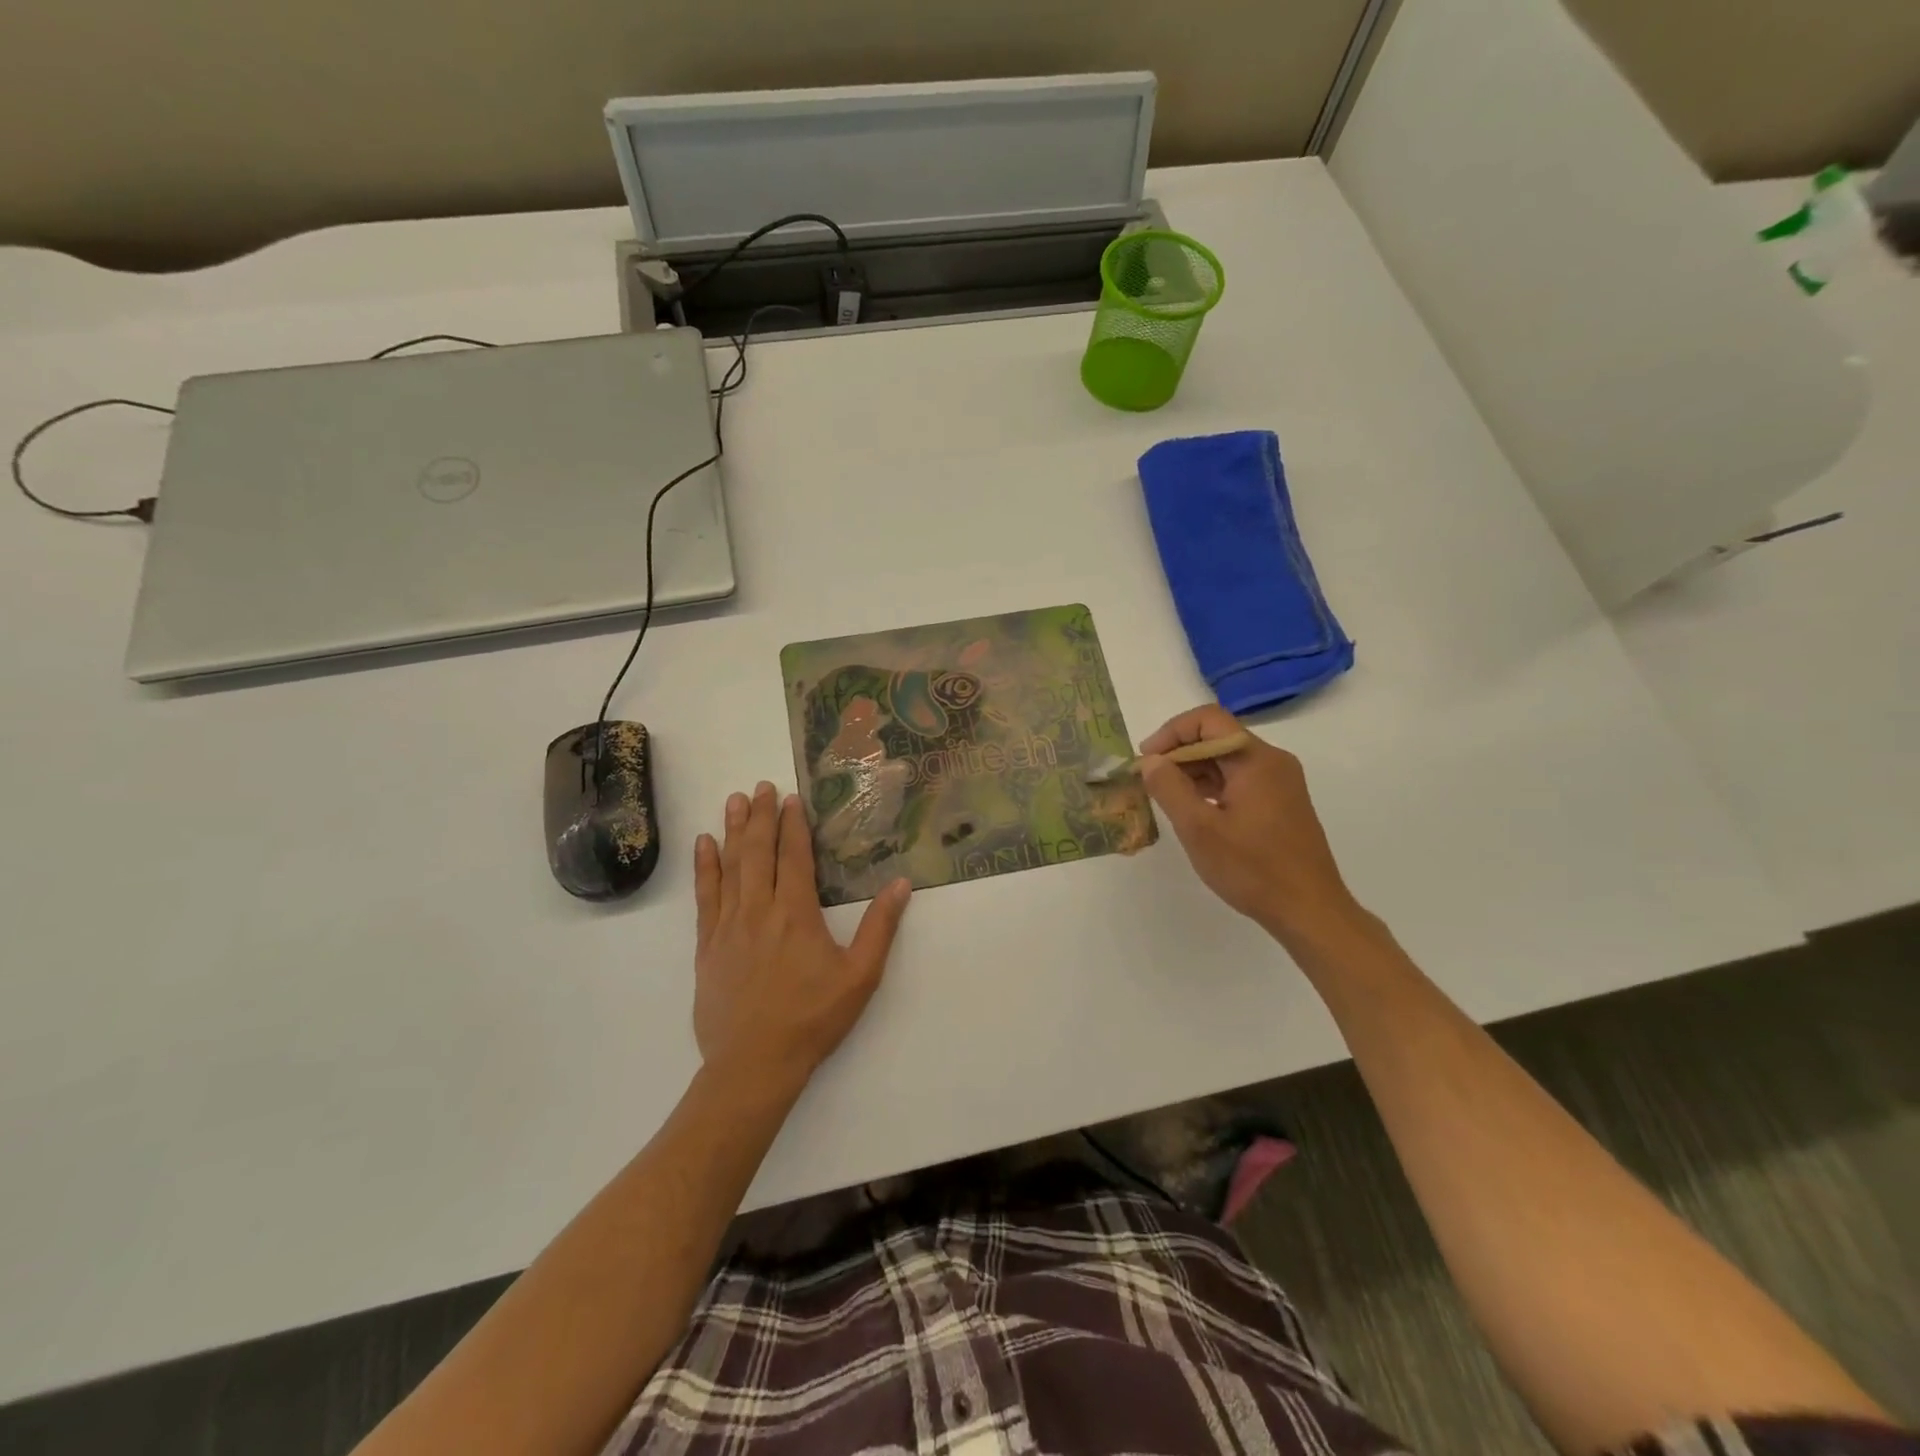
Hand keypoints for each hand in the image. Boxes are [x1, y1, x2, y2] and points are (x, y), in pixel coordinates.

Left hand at [693, 781, 911, 1090]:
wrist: (754, 1064)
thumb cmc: (813, 1019)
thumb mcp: (860, 976)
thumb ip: (880, 927)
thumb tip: (901, 883)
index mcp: (796, 913)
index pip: (794, 856)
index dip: (794, 825)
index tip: (793, 798)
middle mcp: (759, 910)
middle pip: (759, 852)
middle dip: (762, 816)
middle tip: (762, 787)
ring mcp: (728, 926)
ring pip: (730, 867)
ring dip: (734, 831)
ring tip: (735, 801)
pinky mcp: (707, 946)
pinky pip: (704, 897)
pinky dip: (705, 867)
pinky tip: (705, 845)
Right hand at [1138, 705, 1361, 945]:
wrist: (1309, 911)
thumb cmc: (1253, 869)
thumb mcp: (1199, 829)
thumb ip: (1170, 788)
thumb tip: (1151, 761)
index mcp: (1256, 759)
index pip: (1208, 720)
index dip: (1171, 733)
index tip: (1146, 760)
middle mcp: (1273, 762)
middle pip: (1218, 738)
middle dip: (1179, 754)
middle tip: (1150, 782)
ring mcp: (1281, 783)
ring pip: (1228, 761)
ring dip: (1193, 772)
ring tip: (1166, 798)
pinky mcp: (1281, 803)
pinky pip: (1240, 780)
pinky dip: (1212, 788)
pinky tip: (1194, 812)